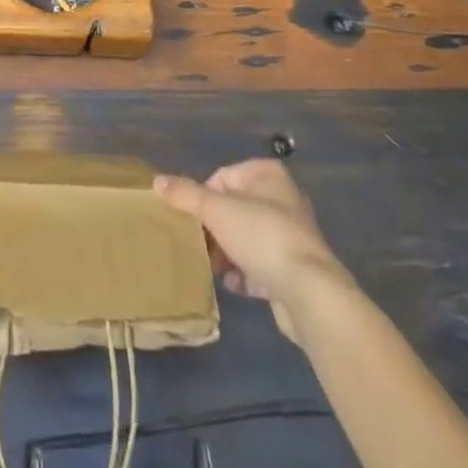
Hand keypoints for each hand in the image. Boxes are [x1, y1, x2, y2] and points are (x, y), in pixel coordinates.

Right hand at [155, 159, 358, 340]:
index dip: (203, 199)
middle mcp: (282, 199)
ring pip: (246, 238)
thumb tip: (157, 181)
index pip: (222, 177)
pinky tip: (234, 285)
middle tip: (199, 246)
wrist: (310, 293)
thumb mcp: (216, 210)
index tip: (193, 221)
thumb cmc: (262, 236)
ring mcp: (290, 235)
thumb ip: (186, 195)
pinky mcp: (294, 269)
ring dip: (227, 253)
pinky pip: (260, 265)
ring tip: (213, 268)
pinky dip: (245, 273)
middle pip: (233, 209)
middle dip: (214, 229)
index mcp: (267, 174)